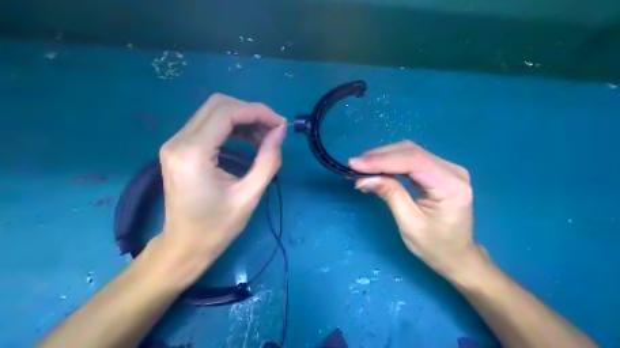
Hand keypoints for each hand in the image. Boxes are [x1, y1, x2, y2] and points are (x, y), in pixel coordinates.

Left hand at [158, 92, 287, 282]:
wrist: (184, 246)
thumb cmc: (217, 227)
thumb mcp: (249, 195)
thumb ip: (268, 160)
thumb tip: (280, 131)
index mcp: (193, 153)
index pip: (226, 113)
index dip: (257, 112)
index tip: (280, 124)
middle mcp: (179, 141)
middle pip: (218, 105)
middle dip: (251, 112)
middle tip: (273, 130)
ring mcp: (176, 143)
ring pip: (213, 112)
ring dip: (243, 119)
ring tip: (264, 137)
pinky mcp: (179, 149)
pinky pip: (208, 125)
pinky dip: (232, 128)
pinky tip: (248, 141)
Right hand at [350, 142, 485, 279]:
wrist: (457, 256)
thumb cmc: (435, 246)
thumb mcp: (410, 223)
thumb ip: (390, 195)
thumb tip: (364, 178)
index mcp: (451, 186)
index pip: (413, 162)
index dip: (381, 160)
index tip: (354, 164)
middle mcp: (453, 170)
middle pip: (411, 152)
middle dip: (379, 156)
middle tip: (353, 165)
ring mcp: (447, 168)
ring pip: (409, 152)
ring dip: (382, 157)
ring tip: (360, 167)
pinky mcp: (439, 171)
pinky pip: (411, 160)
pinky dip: (390, 162)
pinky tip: (375, 168)